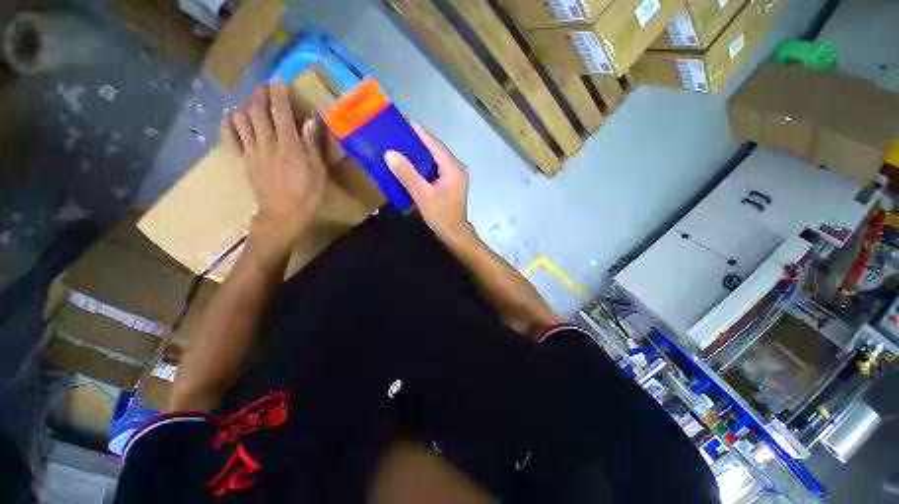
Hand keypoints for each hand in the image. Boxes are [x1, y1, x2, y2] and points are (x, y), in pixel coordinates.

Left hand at [221, 82, 326, 261]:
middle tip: (264, 86)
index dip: (279, 94)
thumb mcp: (318, 171)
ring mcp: (252, 151)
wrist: (283, 214)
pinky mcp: (243, 160)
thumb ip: (312, 145)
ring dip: (246, 105)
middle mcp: (268, 143)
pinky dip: (229, 123)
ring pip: (243, 120)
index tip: (279, 81)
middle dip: (260, 94)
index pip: (280, 112)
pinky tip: (231, 116)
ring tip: (251, 100)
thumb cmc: (307, 194)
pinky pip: (230, 137)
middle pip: (258, 111)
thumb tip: (310, 121)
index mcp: (289, 146)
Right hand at [384, 124, 473, 244]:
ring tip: (402, 146)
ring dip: (420, 153)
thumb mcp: (422, 195)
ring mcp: (455, 175)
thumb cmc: (440, 215)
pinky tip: (412, 164)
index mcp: (453, 168)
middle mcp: (457, 168)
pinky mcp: (451, 183)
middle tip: (398, 135)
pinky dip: (424, 165)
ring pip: (436, 159)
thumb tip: (390, 153)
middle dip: (418, 142)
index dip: (419, 132)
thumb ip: (407, 174)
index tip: (403, 122)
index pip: (434, 144)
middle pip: (436, 149)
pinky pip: (437, 168)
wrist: (454, 234)